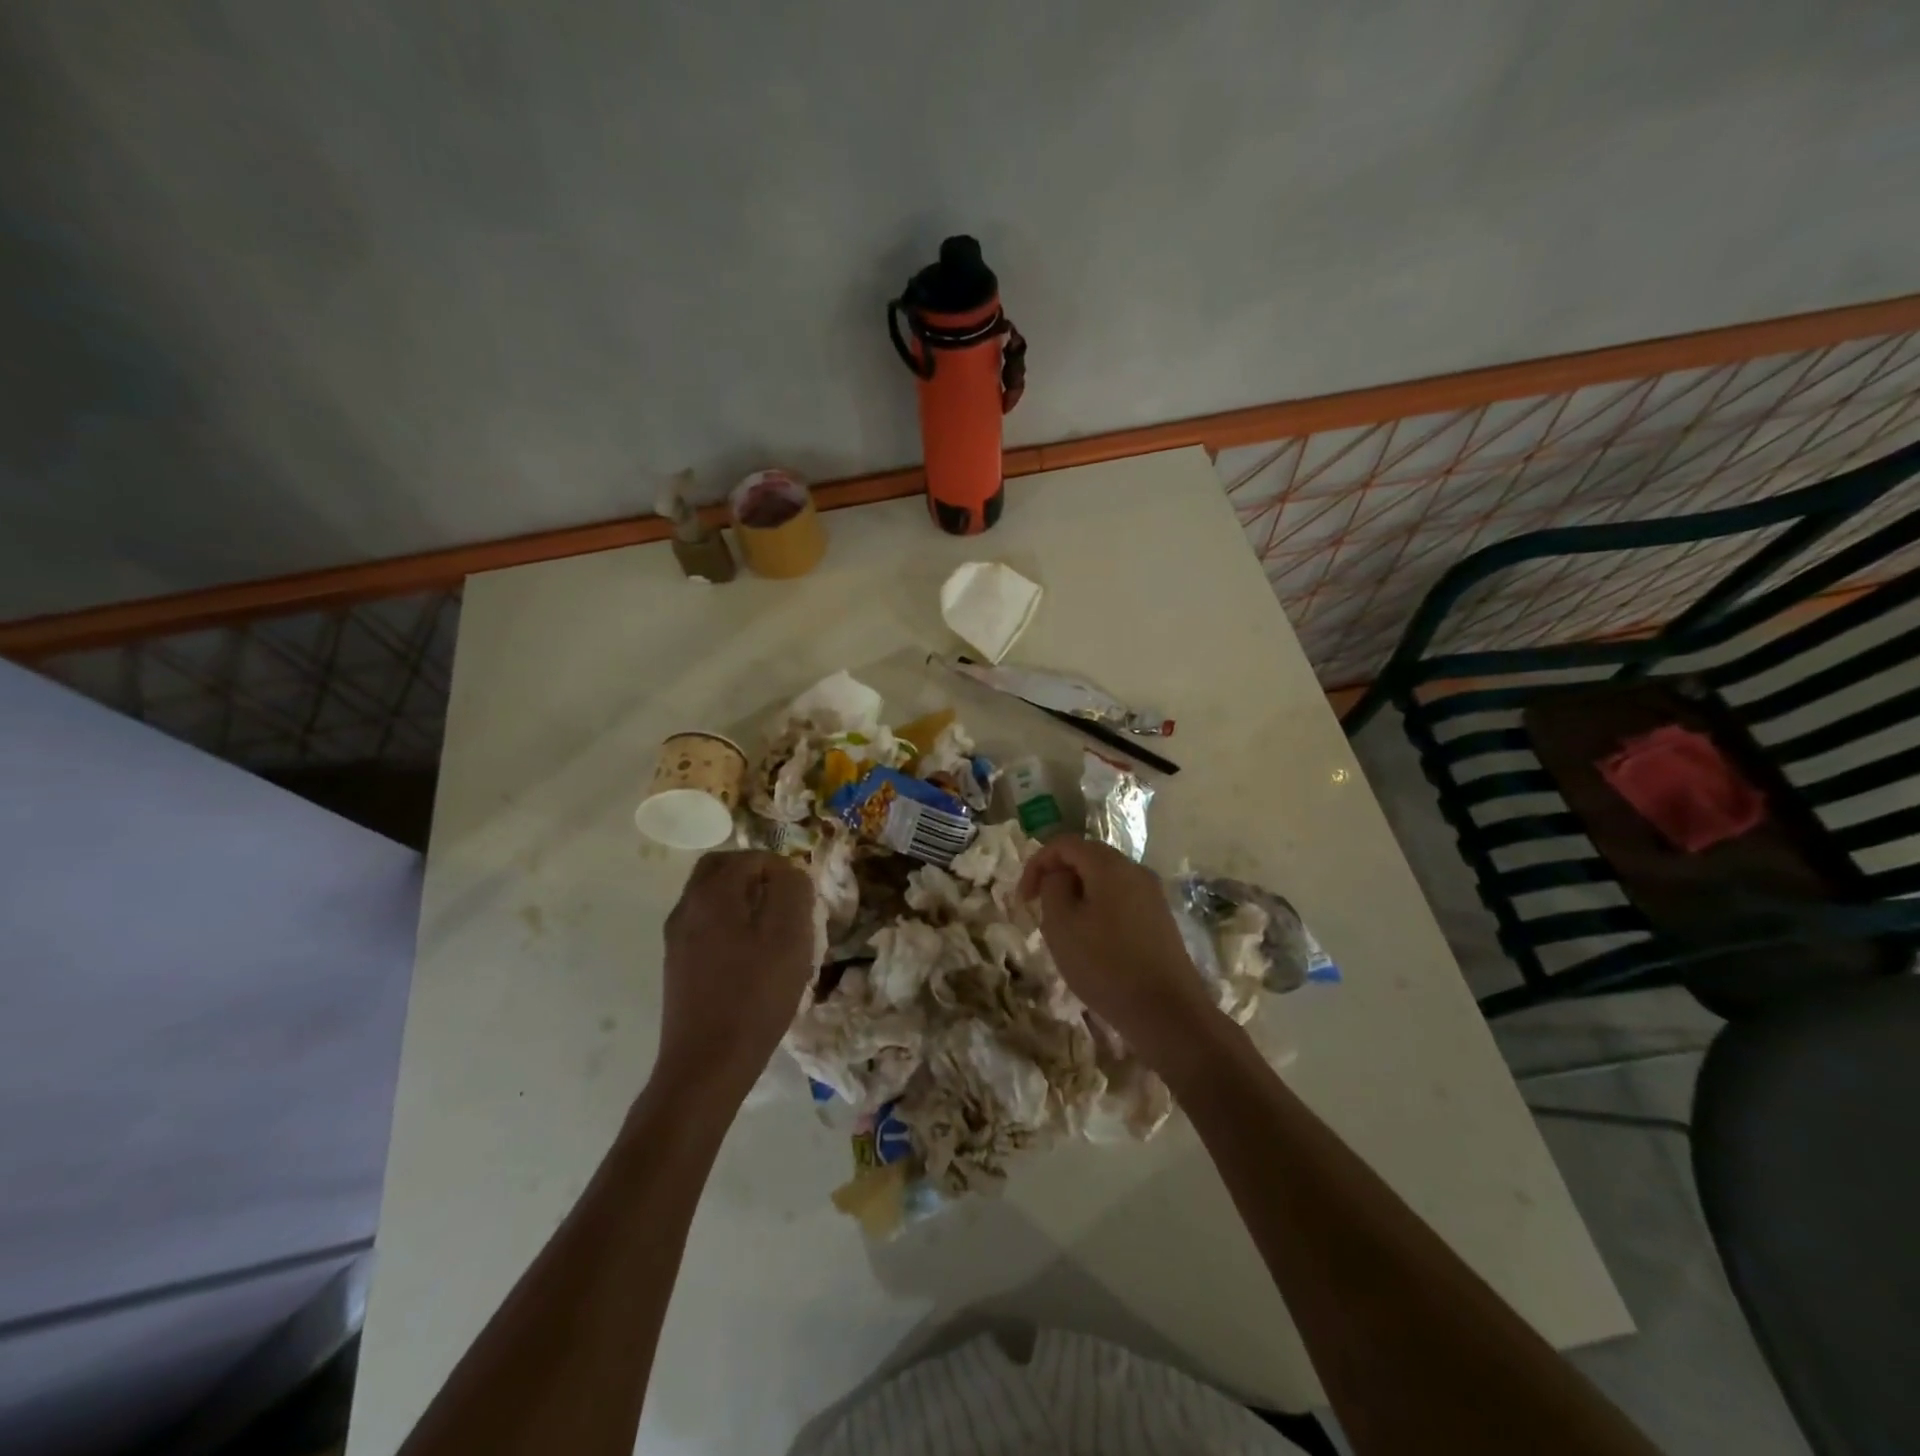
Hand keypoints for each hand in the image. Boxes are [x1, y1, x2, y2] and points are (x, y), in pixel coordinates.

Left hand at [659, 850, 815, 1104]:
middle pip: (720, 869)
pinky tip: (753, 956)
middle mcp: (686, 908)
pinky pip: (706, 924)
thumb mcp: (790, 936)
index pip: (750, 857)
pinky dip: (730, 923)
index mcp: (712, 894)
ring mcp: (677, 938)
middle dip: (755, 874)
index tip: (803, 897)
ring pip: (711, 897)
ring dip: (743, 899)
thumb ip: (792, 891)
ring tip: (774, 929)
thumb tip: (789, 872)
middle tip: (785, 899)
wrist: (706, 1065)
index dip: (782, 869)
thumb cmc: (754, 996)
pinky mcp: (677, 965)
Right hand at [1018, 835, 1222, 1069]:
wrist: (1167, 1012)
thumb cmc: (1105, 965)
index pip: (1065, 843)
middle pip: (1087, 858)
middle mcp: (1135, 870)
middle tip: (1040, 910)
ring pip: (1104, 880)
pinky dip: (1099, 909)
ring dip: (1078, 895)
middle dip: (1058, 877)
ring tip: (1063, 929)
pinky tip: (1092, 942)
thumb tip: (1060, 876)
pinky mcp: (1160, 919)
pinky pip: (1121, 900)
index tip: (1023, 899)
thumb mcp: (1061, 925)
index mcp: (1110, 865)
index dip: (1037, 864)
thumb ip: (1053, 888)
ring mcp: (1152, 894)